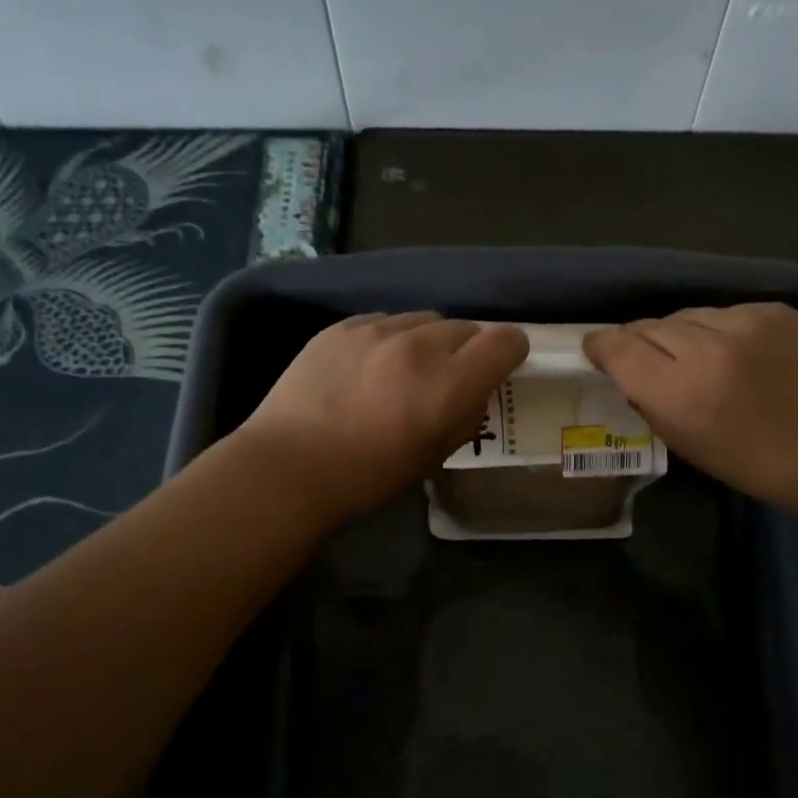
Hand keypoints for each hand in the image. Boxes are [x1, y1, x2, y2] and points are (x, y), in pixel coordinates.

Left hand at [235, 312, 528, 525]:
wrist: (288, 468)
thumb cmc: (367, 477)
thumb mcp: (433, 457)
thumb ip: (465, 418)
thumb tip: (473, 395)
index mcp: (450, 383)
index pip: (504, 341)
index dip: (509, 351)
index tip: (500, 366)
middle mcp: (419, 345)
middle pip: (465, 327)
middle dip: (466, 350)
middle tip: (447, 379)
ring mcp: (376, 329)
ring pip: (423, 320)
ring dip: (427, 341)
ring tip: (404, 371)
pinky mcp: (341, 326)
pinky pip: (383, 321)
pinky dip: (389, 338)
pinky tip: (368, 367)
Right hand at [584, 303, 797, 513]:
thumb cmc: (751, 462)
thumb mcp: (684, 443)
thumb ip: (649, 400)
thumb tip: (628, 369)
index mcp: (679, 393)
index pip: (618, 348)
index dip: (600, 344)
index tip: (596, 348)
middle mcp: (706, 349)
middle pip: (649, 326)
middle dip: (640, 340)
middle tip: (645, 357)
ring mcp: (744, 323)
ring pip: (686, 315)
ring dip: (680, 333)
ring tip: (692, 354)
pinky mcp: (773, 309)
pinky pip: (724, 312)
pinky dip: (719, 329)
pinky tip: (734, 350)